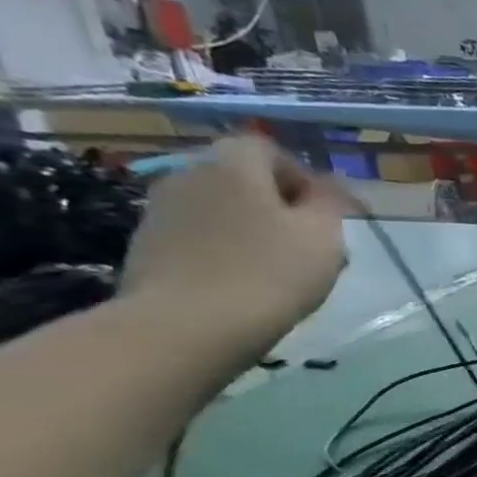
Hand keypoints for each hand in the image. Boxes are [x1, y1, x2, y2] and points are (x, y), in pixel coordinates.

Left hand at [119, 136, 350, 360]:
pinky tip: (242, 285)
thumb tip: (328, 186)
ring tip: (277, 270)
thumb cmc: (269, 274)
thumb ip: (329, 203)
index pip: (270, 149)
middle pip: (242, 180)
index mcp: (233, 165)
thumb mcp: (323, 236)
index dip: (303, 178)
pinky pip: (199, 238)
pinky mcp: (147, 247)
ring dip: (249, 230)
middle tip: (308, 245)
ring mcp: (160, 211)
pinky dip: (223, 252)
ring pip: (220, 210)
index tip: (327, 216)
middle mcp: (189, 174)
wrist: (187, 326)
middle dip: (277, 206)